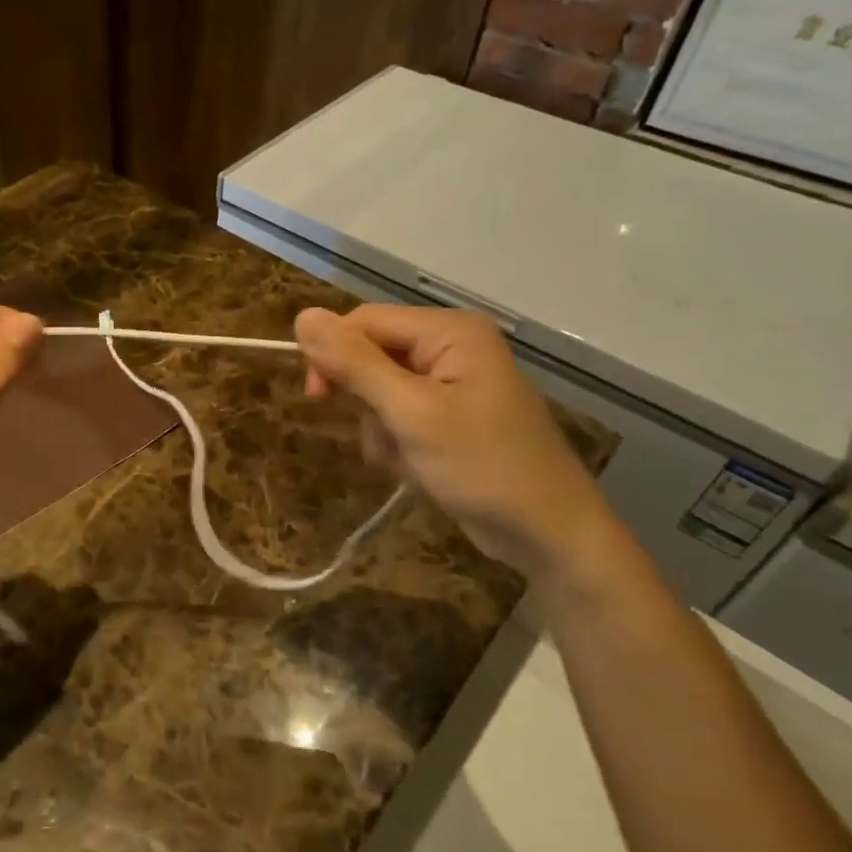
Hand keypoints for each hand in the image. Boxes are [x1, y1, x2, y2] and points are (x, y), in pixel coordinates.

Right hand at [296, 305, 619, 581]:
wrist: (549, 535)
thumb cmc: (483, 467)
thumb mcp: (410, 414)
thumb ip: (355, 364)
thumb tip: (302, 316)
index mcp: (449, 330)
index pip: (364, 321)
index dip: (332, 353)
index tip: (316, 397)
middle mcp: (451, 344)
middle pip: (372, 353)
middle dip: (366, 399)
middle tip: (381, 437)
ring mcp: (453, 380)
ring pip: (379, 388)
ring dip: (380, 427)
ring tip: (407, 459)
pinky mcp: (451, 413)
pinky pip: (400, 413)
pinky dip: (396, 441)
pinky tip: (416, 467)